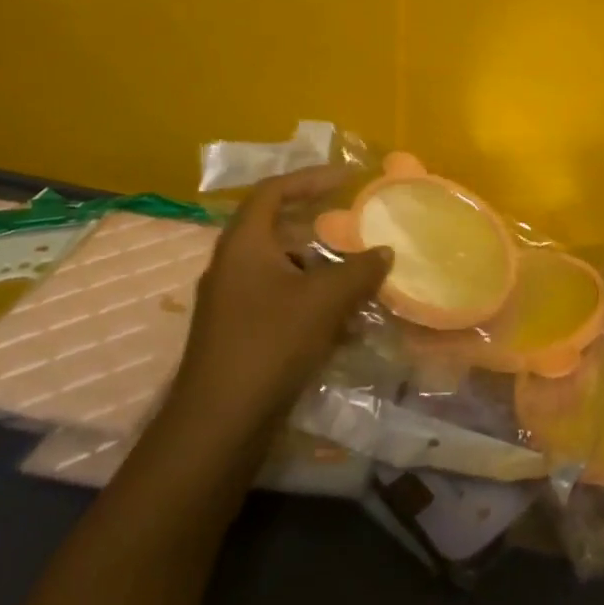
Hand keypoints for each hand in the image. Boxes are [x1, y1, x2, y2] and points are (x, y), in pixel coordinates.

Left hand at [168, 166, 390, 441]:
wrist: (218, 426)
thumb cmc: (269, 344)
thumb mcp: (324, 300)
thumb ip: (360, 269)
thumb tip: (385, 251)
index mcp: (244, 244)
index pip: (274, 190)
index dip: (311, 178)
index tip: (347, 178)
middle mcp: (232, 265)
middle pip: (277, 228)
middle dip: (319, 223)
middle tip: (354, 221)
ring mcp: (233, 302)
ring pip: (282, 267)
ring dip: (320, 266)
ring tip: (357, 272)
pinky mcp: (240, 334)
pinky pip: (280, 298)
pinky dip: (311, 298)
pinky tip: (343, 321)